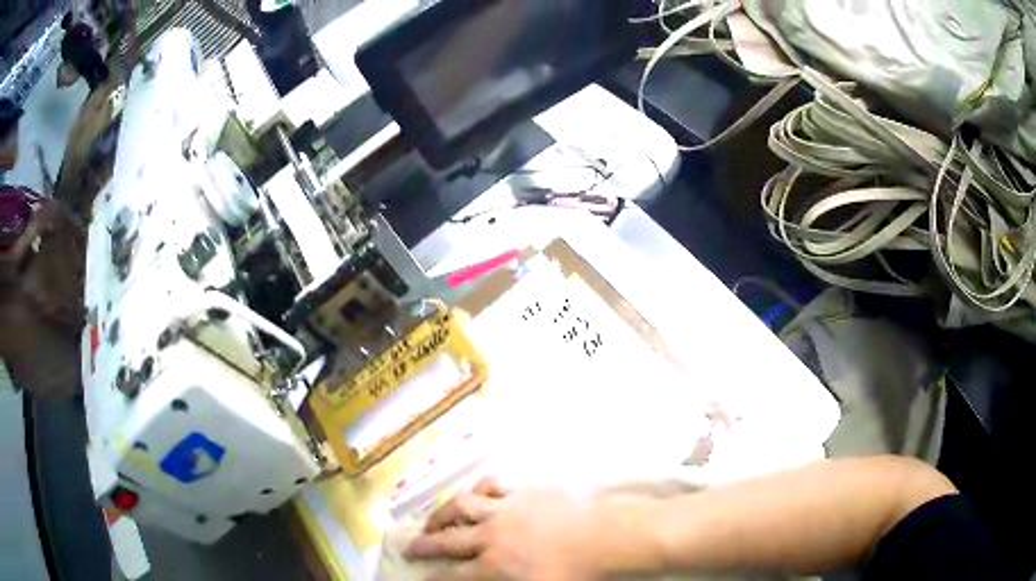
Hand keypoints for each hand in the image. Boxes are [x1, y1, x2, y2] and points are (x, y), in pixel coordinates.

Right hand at [404, 478, 606, 580]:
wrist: (608, 536)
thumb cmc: (578, 573)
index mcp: (494, 567)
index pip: (452, 576)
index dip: (432, 577)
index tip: (419, 575)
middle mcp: (490, 537)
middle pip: (445, 540)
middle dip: (422, 545)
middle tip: (408, 547)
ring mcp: (505, 510)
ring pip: (460, 507)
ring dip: (441, 514)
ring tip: (433, 520)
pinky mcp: (522, 491)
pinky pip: (490, 485)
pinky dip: (477, 490)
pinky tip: (474, 494)